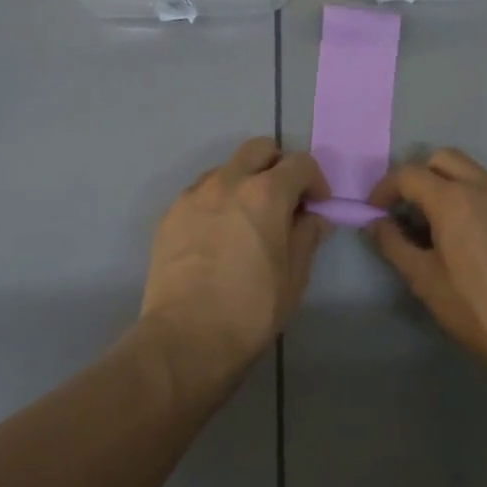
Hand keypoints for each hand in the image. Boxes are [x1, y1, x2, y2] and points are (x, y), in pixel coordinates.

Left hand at [140, 138, 329, 364]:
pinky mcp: (170, 214)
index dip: (316, 181)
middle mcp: (228, 181)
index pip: (300, 163)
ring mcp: (194, 195)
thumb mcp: (294, 276)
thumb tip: (312, 217)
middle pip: (259, 149)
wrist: (185, 337)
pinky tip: (219, 235)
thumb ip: (307, 236)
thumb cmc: (251, 310)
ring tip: (248, 218)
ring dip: (244, 181)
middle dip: (278, 166)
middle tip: (284, 200)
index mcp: (266, 193)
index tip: (316, 206)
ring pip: (226, 168)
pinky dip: (217, 201)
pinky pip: (200, 193)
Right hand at [368, 148, 486, 367]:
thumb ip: (394, 245)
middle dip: (420, 176)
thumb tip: (375, 223)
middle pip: (443, 159)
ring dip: (452, 187)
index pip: (408, 174)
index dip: (385, 188)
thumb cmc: (479, 311)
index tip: (377, 211)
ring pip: (476, 173)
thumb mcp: (426, 282)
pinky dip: (482, 203)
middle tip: (409, 210)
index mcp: (453, 199)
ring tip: (446, 227)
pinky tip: (484, 240)